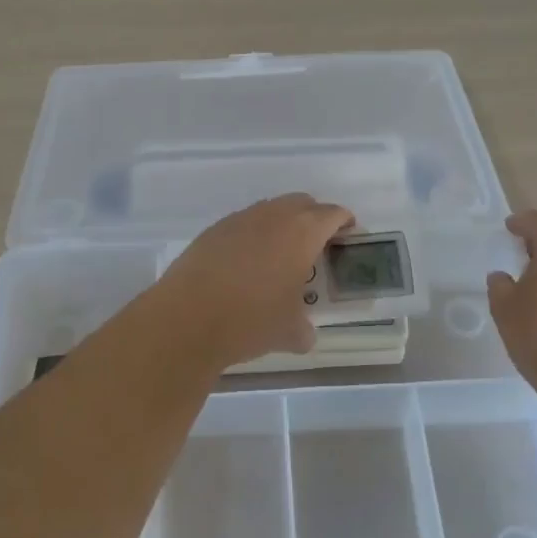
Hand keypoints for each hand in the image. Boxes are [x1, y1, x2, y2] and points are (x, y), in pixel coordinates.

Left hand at [151, 193, 355, 370]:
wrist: (187, 318)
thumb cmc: (251, 321)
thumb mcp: (289, 332)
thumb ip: (303, 329)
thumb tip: (304, 334)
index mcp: (302, 233)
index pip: (332, 214)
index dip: (344, 221)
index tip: (348, 232)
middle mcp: (273, 216)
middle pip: (302, 203)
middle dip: (314, 217)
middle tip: (317, 242)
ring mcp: (239, 219)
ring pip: (270, 209)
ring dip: (281, 223)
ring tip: (281, 253)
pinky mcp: (213, 230)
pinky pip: (243, 223)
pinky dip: (253, 234)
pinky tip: (247, 262)